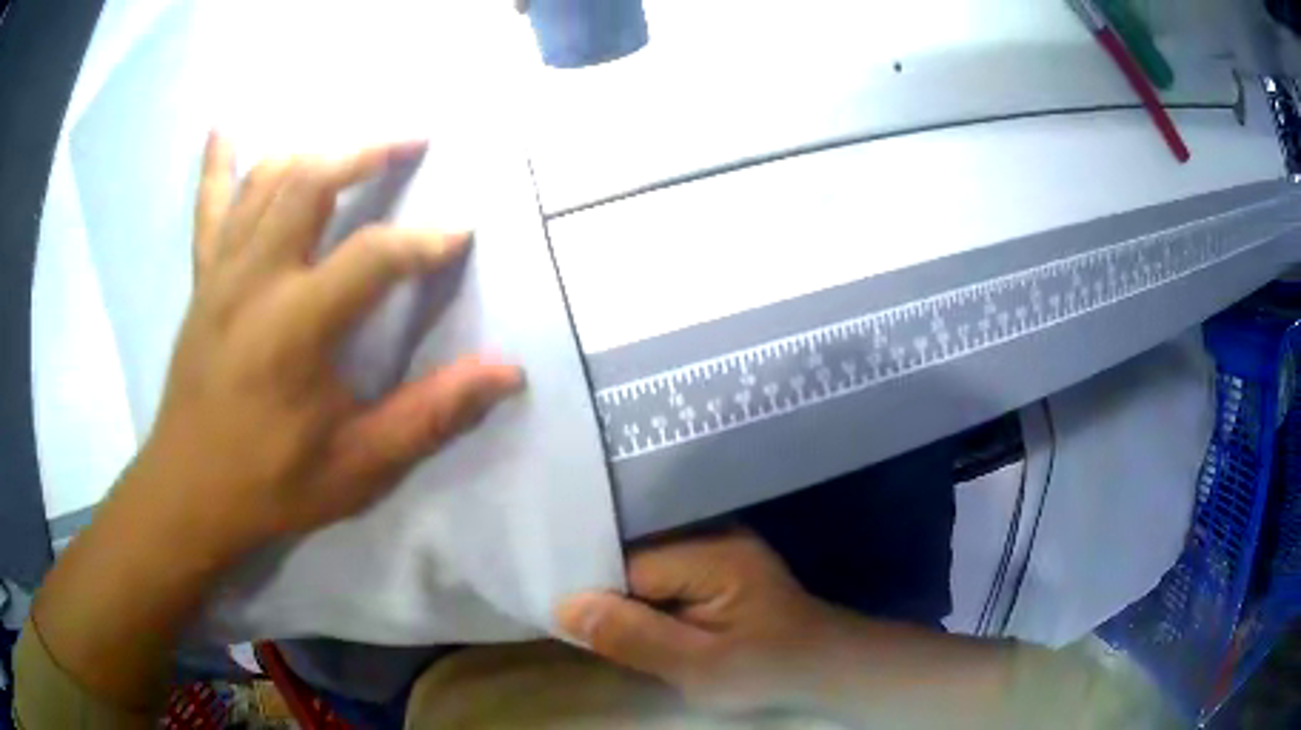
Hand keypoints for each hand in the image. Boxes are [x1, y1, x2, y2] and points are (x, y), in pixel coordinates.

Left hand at [133, 132, 522, 559]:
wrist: (188, 493)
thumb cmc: (272, 483)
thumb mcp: (360, 465)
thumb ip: (431, 414)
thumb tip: (506, 373)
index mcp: (295, 326)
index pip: (373, 256)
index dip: (425, 240)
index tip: (459, 234)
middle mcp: (255, 280)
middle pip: (312, 183)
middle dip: (368, 152)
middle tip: (413, 140)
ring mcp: (221, 272)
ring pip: (266, 180)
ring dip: (315, 150)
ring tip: (352, 145)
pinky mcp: (202, 279)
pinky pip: (208, 207)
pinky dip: (218, 162)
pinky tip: (225, 127)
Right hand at [556, 530, 835, 712]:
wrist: (823, 667)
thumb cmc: (767, 670)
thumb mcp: (699, 667)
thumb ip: (633, 637)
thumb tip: (564, 606)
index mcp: (710, 551)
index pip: (624, 558)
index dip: (591, 587)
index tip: (562, 616)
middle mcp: (710, 532)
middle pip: (630, 553)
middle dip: (602, 588)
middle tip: (572, 623)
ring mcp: (713, 545)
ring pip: (641, 562)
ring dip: (619, 593)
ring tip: (589, 620)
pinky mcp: (714, 564)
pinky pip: (660, 571)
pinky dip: (640, 595)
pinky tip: (628, 616)